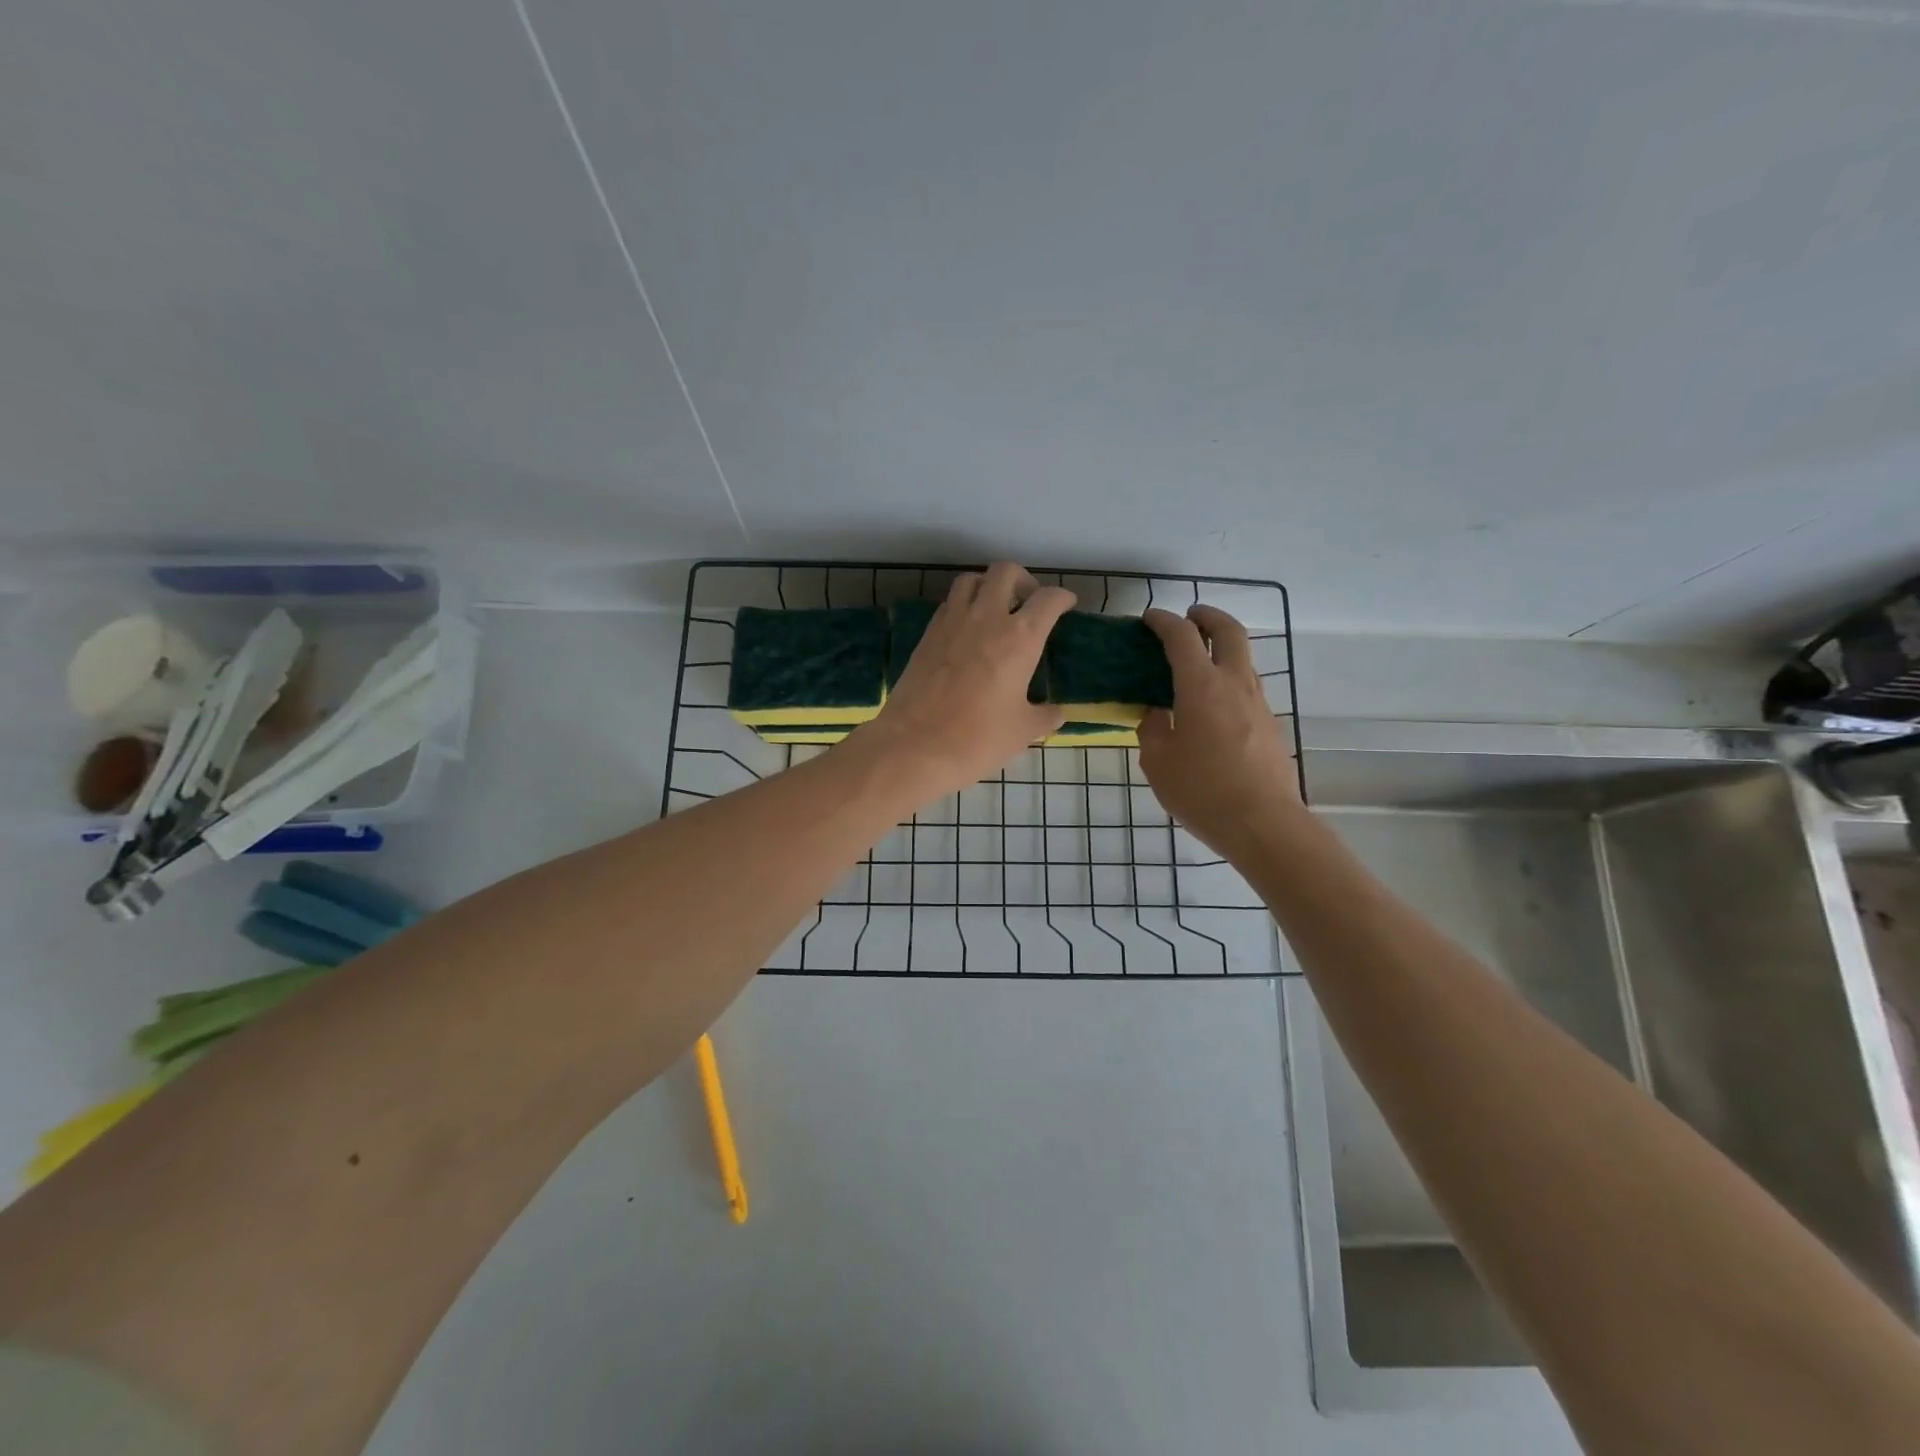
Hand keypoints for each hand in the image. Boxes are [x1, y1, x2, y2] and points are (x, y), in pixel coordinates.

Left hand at [855, 563, 1073, 799]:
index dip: (1062, 598)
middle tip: (1028, 601)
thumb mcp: (1023, 731)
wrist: (915, 745)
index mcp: (1020, 637)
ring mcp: (951, 622)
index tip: (1066, 605)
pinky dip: (962, 606)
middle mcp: (986, 618)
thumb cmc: (978, 739)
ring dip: (987, 586)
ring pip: (970, 580)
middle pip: (1005, 572)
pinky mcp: (926, 635)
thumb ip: (1044, 716)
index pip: (1048, 599)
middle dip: (1022, 579)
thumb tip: (1056, 713)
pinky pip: (948, 605)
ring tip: (994, 608)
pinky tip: (966, 631)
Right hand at [1139, 604, 1302, 856]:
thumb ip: (1153, 729)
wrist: (1264, 824)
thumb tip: (1157, 713)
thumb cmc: (1202, 791)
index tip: (1149, 618)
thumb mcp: (1158, 762)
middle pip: (1229, 631)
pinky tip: (1212, 705)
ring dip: (1222, 648)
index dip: (1163, 621)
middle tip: (1190, 616)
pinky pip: (1247, 687)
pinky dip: (1229, 679)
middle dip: (1208, 616)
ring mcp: (1259, 704)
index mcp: (1202, 687)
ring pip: (1243, 659)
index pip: (1182, 637)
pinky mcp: (1270, 725)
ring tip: (1198, 663)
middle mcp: (1235, 684)